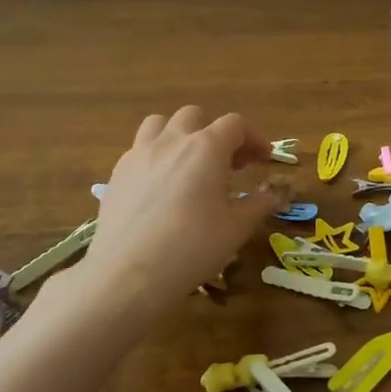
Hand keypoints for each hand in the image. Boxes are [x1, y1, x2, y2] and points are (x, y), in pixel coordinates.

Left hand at [81, 107, 274, 305]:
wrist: (128, 274)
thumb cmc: (192, 247)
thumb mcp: (236, 228)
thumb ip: (258, 205)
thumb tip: (273, 195)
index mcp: (206, 148)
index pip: (235, 125)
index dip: (254, 138)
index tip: (263, 159)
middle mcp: (172, 141)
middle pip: (195, 117)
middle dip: (215, 133)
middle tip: (228, 164)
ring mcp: (139, 154)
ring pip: (160, 124)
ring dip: (179, 135)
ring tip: (188, 163)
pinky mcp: (117, 174)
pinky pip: (139, 149)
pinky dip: (155, 156)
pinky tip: (160, 186)